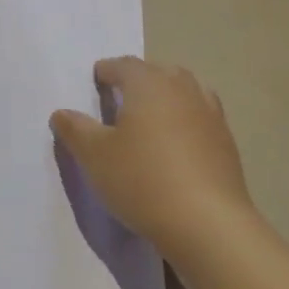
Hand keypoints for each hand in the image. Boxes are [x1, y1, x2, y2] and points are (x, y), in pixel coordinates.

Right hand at [50, 56, 259, 263]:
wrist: (207, 223)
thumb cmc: (141, 180)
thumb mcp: (94, 155)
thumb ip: (75, 129)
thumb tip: (62, 113)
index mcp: (148, 83)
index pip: (123, 65)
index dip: (105, 71)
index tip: (94, 83)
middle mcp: (182, 88)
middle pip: (157, 72)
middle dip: (137, 80)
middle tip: (118, 101)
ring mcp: (210, 114)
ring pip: (183, 92)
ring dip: (165, 98)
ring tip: (148, 120)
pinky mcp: (227, 142)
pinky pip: (200, 118)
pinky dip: (185, 122)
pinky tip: (175, 146)